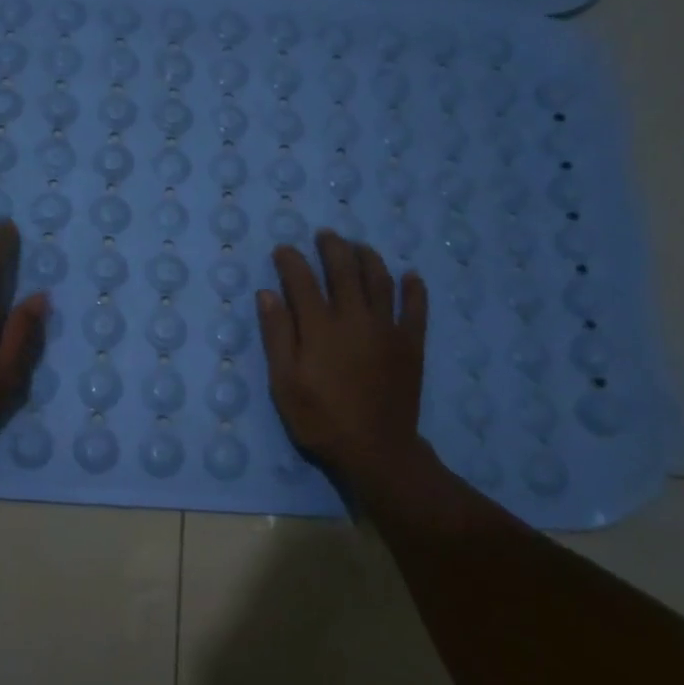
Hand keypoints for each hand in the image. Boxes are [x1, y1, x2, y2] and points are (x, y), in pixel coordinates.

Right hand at [257, 231, 428, 486]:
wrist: (375, 449)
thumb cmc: (320, 419)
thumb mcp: (284, 382)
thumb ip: (277, 335)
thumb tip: (268, 294)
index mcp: (320, 327)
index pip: (302, 280)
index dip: (291, 261)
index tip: (283, 249)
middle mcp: (354, 317)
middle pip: (344, 270)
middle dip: (332, 247)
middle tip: (325, 235)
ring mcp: (387, 328)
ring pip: (380, 280)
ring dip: (369, 257)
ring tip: (359, 246)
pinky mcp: (411, 344)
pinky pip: (415, 308)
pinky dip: (413, 289)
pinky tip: (410, 276)